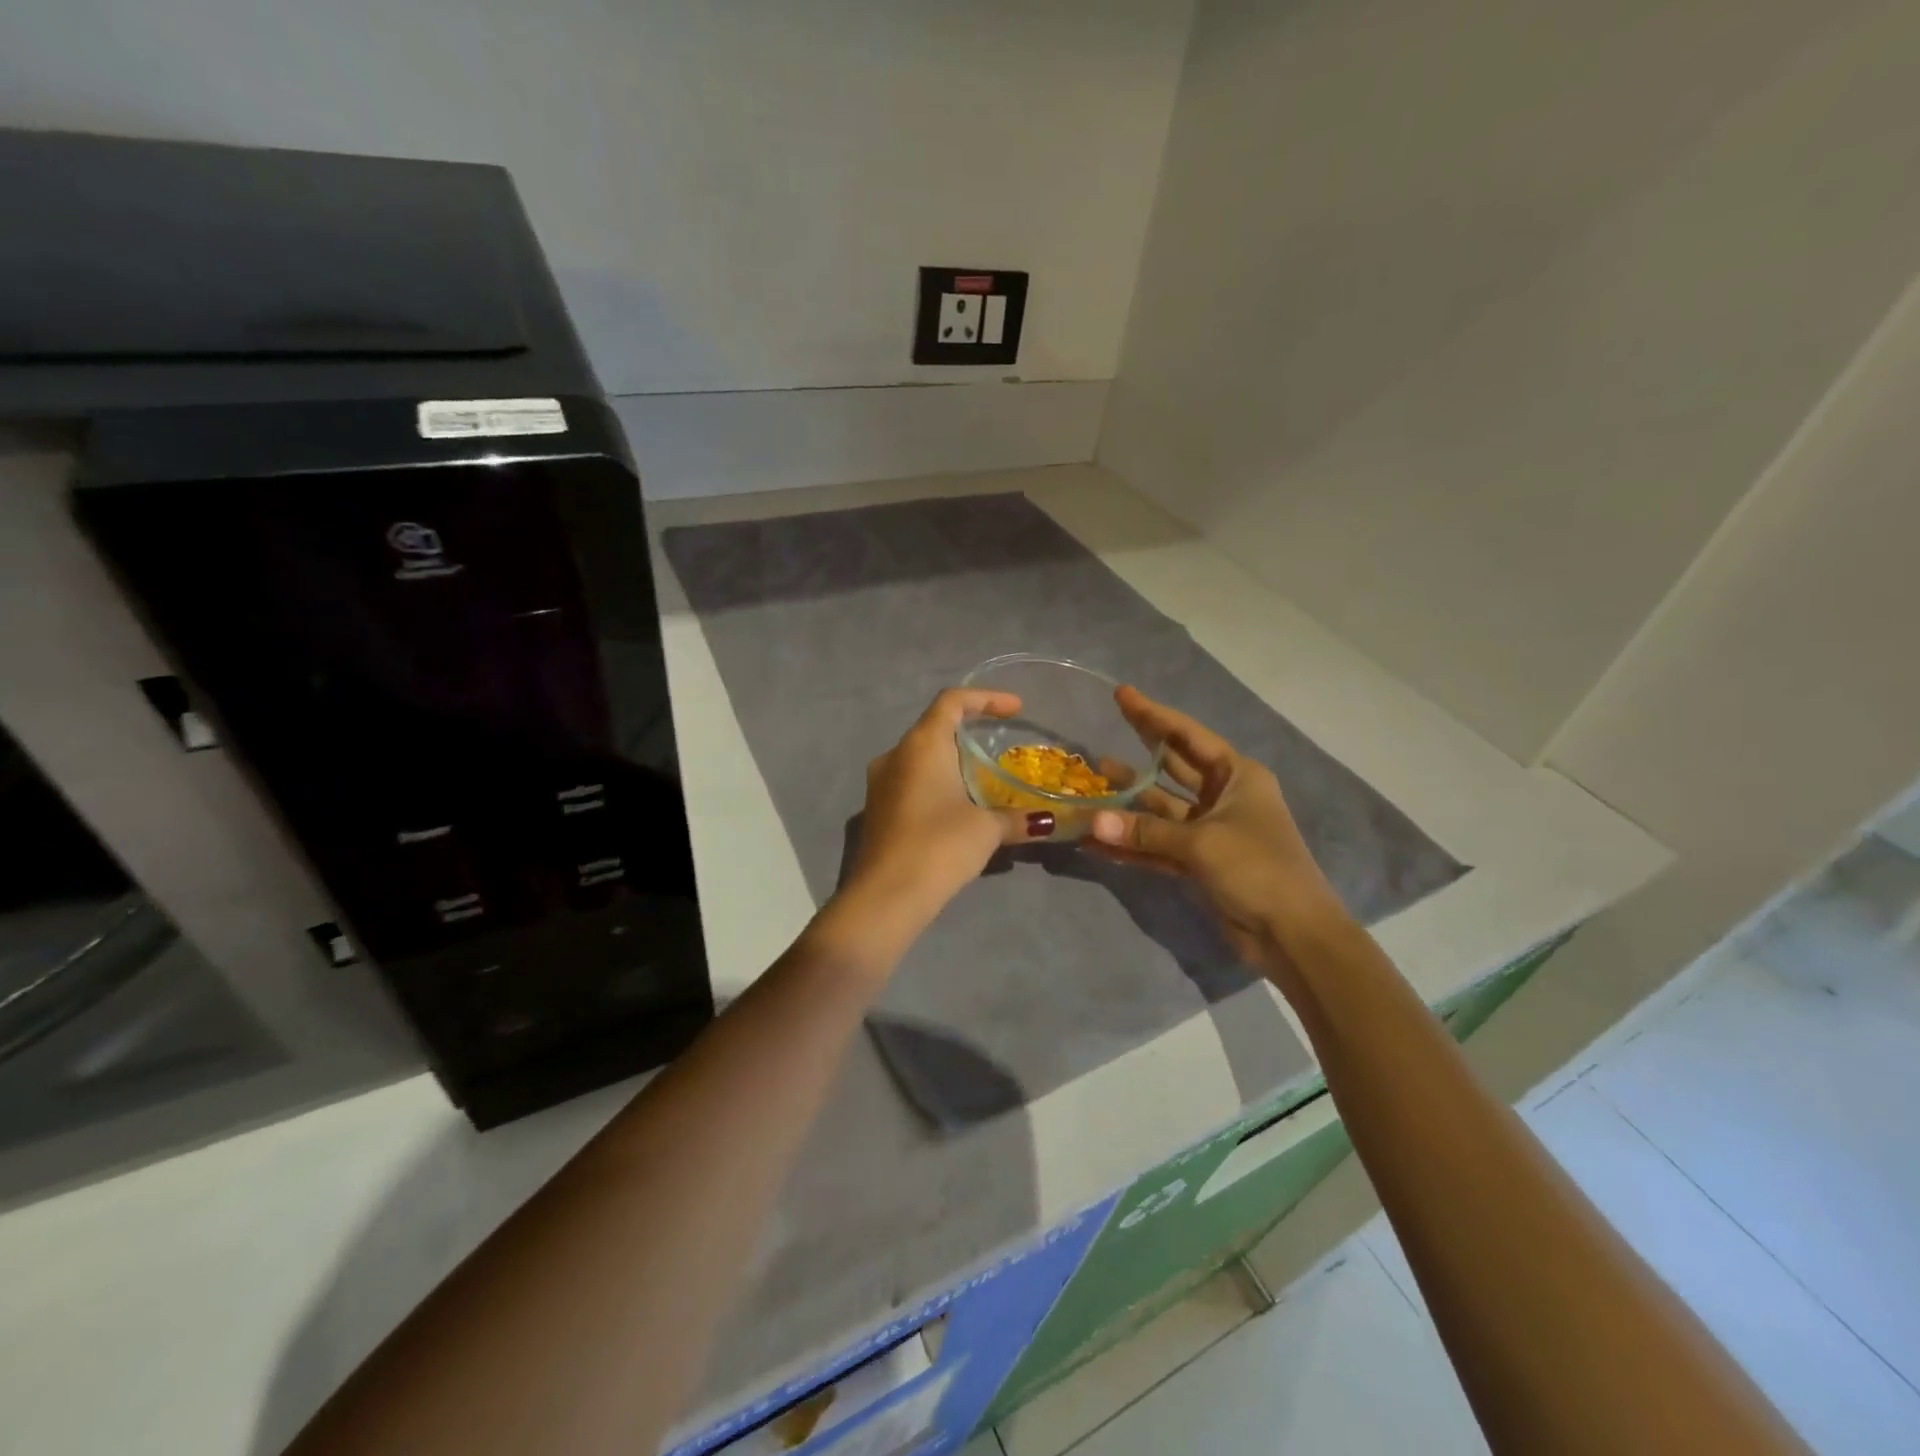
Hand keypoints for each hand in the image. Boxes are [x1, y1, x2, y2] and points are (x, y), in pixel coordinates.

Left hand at [838, 687, 1058, 929]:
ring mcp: (880, 783)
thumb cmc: (938, 846)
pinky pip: (911, 781)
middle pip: (935, 726)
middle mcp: (895, 754)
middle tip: (1003, 741)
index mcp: (921, 744)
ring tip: (985, 775)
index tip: (1016, 710)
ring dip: (952, 759)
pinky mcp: (877, 809)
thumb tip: (1047, 822)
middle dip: (970, 729)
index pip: (952, 700)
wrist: (885, 897)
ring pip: (921, 756)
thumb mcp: (986, 830)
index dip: (986, 698)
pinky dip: (938, 782)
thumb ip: (1017, 818)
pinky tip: (959, 806)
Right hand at [1089, 686, 1344, 967]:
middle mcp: (1223, 797)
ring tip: (1089, 788)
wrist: (1293, 935)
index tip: (1121, 694)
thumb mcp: (1201, 843)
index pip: (1187, 736)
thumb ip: (1145, 831)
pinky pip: (1158, 845)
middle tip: (1101, 735)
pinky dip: (1132, 844)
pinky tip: (1098, 841)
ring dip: (1128, 803)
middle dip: (1137, 754)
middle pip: (1172, 767)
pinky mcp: (1199, 862)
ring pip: (1160, 810)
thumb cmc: (1258, 869)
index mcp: (1236, 776)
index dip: (1153, 715)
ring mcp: (1210, 831)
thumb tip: (1092, 823)